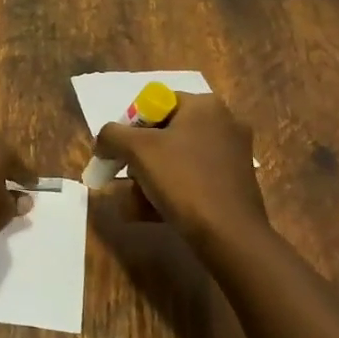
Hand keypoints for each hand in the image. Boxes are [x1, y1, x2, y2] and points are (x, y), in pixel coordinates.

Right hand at [93, 92, 269, 247]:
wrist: (229, 234)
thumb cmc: (183, 180)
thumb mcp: (137, 150)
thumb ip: (111, 135)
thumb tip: (103, 141)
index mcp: (204, 105)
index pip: (155, 104)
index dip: (130, 127)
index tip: (118, 153)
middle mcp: (223, 122)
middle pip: (164, 133)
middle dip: (139, 158)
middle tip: (125, 178)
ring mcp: (232, 154)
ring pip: (176, 159)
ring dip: (149, 178)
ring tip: (134, 202)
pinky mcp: (234, 182)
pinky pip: (192, 178)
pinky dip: (171, 191)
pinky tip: (151, 212)